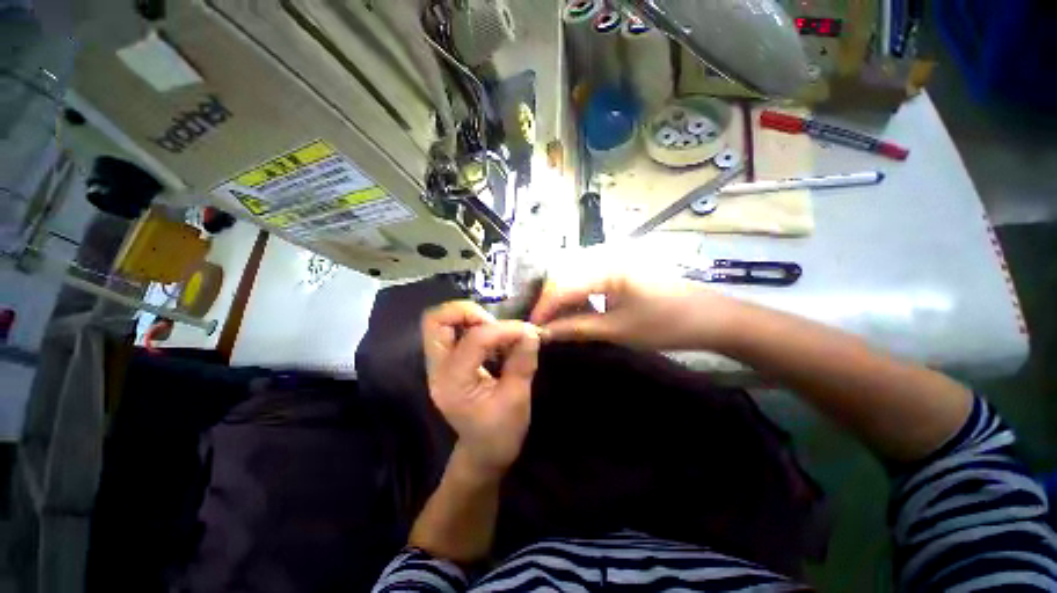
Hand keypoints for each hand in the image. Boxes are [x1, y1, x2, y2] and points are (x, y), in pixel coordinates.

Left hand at [422, 301, 540, 477]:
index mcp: (453, 383)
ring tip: (497, 331)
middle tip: (495, 323)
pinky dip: (472, 326)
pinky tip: (494, 340)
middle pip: (436, 321)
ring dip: (469, 317)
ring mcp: (439, 365)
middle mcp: (438, 370)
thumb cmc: (500, 433)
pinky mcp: (447, 363)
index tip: (527, 332)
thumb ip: (522, 362)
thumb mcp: (517, 400)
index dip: (503, 329)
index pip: (474, 339)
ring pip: (440, 323)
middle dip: (468, 312)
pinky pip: (452, 331)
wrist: (483, 453)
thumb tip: (530, 332)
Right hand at [530, 274, 740, 350]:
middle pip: (565, 277)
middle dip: (551, 303)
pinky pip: (591, 279)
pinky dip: (581, 296)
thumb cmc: (666, 324)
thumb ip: (577, 328)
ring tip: (558, 322)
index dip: (544, 308)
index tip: (531, 329)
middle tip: (543, 327)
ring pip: (576, 277)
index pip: (562, 285)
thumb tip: (545, 333)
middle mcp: (607, 255)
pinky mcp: (622, 268)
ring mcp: (616, 259)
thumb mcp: (617, 329)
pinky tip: (579, 311)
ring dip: (565, 300)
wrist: (713, 319)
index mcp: (607, 266)